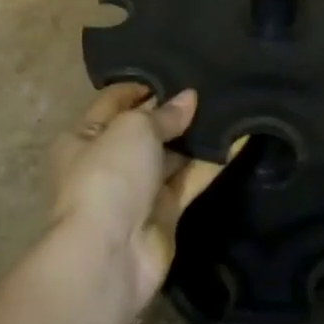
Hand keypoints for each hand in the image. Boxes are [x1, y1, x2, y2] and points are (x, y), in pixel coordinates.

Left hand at [49, 84, 224, 315]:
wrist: (110, 253)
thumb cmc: (109, 176)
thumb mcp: (134, 129)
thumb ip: (164, 113)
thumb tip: (189, 98)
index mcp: (84, 137)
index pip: (114, 101)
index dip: (142, 85)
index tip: (176, 70)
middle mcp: (109, 161)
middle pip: (145, 129)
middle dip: (174, 111)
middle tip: (211, 86)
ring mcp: (137, 190)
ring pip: (171, 156)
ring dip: (196, 136)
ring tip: (230, 106)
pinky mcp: (164, 213)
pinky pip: (190, 180)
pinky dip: (211, 163)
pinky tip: (239, 140)